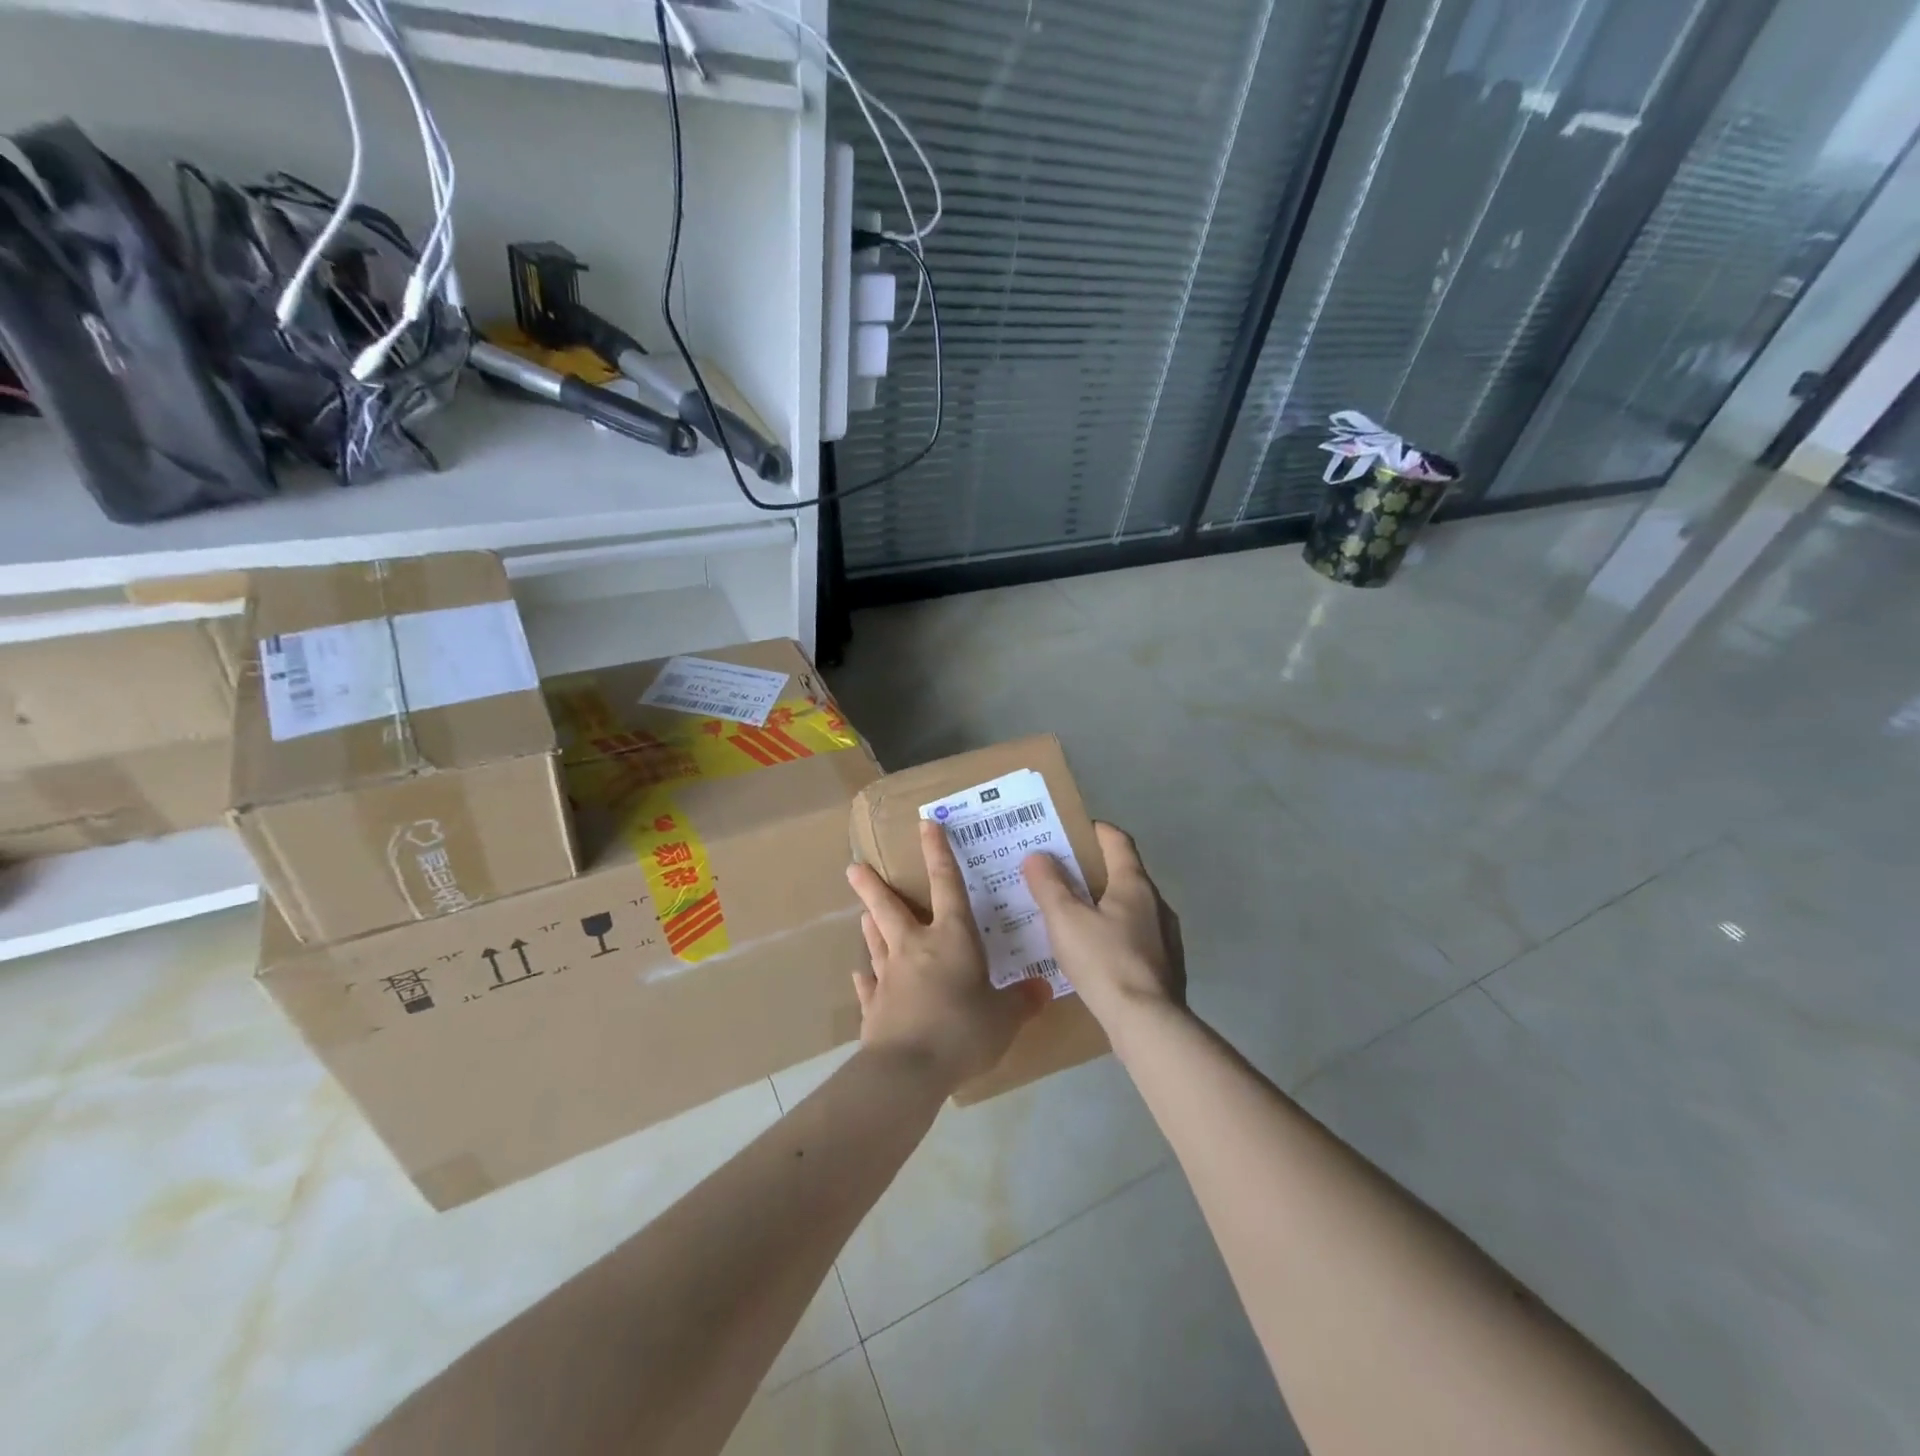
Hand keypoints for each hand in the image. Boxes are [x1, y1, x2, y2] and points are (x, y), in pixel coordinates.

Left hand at [846, 821, 1048, 1089]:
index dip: (938, 852)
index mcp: (951, 939)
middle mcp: (915, 948)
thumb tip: (1042, 989)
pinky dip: (865, 979)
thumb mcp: (1004, 1018)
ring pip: (876, 941)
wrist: (908, 1070)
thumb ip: (1022, 1000)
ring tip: (862, 912)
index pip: (947, 884)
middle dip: (873, 886)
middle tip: (854, 867)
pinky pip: (868, 987)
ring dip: (870, 924)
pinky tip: (859, 975)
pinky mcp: (873, 1007)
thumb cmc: (962, 1031)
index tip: (926, 824)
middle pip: (890, 908)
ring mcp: (888, 977)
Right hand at [1022, 822, 1184, 1024]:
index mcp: (1134, 884)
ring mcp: (1165, 936)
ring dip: (1103, 905)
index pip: (1117, 841)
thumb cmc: (1104, 961)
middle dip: (1092, 870)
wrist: (1147, 1023)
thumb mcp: (1065, 920)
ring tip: (1072, 916)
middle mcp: (1156, 903)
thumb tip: (1037, 855)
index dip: (1094, 830)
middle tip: (1059, 875)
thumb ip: (1049, 885)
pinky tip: (1093, 953)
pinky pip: (1135, 937)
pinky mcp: (1165, 965)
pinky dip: (1113, 934)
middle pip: (1123, 873)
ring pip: (1130, 908)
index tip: (1070, 831)